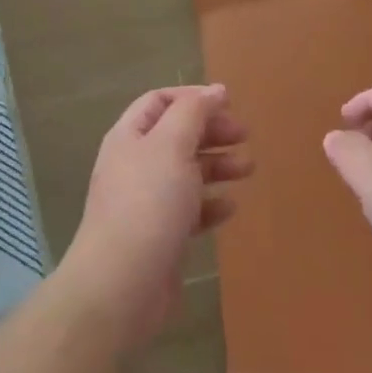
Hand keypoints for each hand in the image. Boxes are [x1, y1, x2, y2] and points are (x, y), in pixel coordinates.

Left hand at [57, 85, 250, 351]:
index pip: (159, 101)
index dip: (193, 97)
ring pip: (185, 172)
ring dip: (217, 166)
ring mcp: (145, 201)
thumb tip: (215, 90)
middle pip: (176, 135)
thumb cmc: (148, 203)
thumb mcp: (172, 145)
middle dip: (211, 132)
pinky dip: (210, 204)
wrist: (123, 282)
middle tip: (244, 136)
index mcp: (129, 136)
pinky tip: (229, 208)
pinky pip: (188, 210)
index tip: (229, 104)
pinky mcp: (159, 234)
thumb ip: (193, 112)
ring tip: (248, 169)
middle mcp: (134, 164)